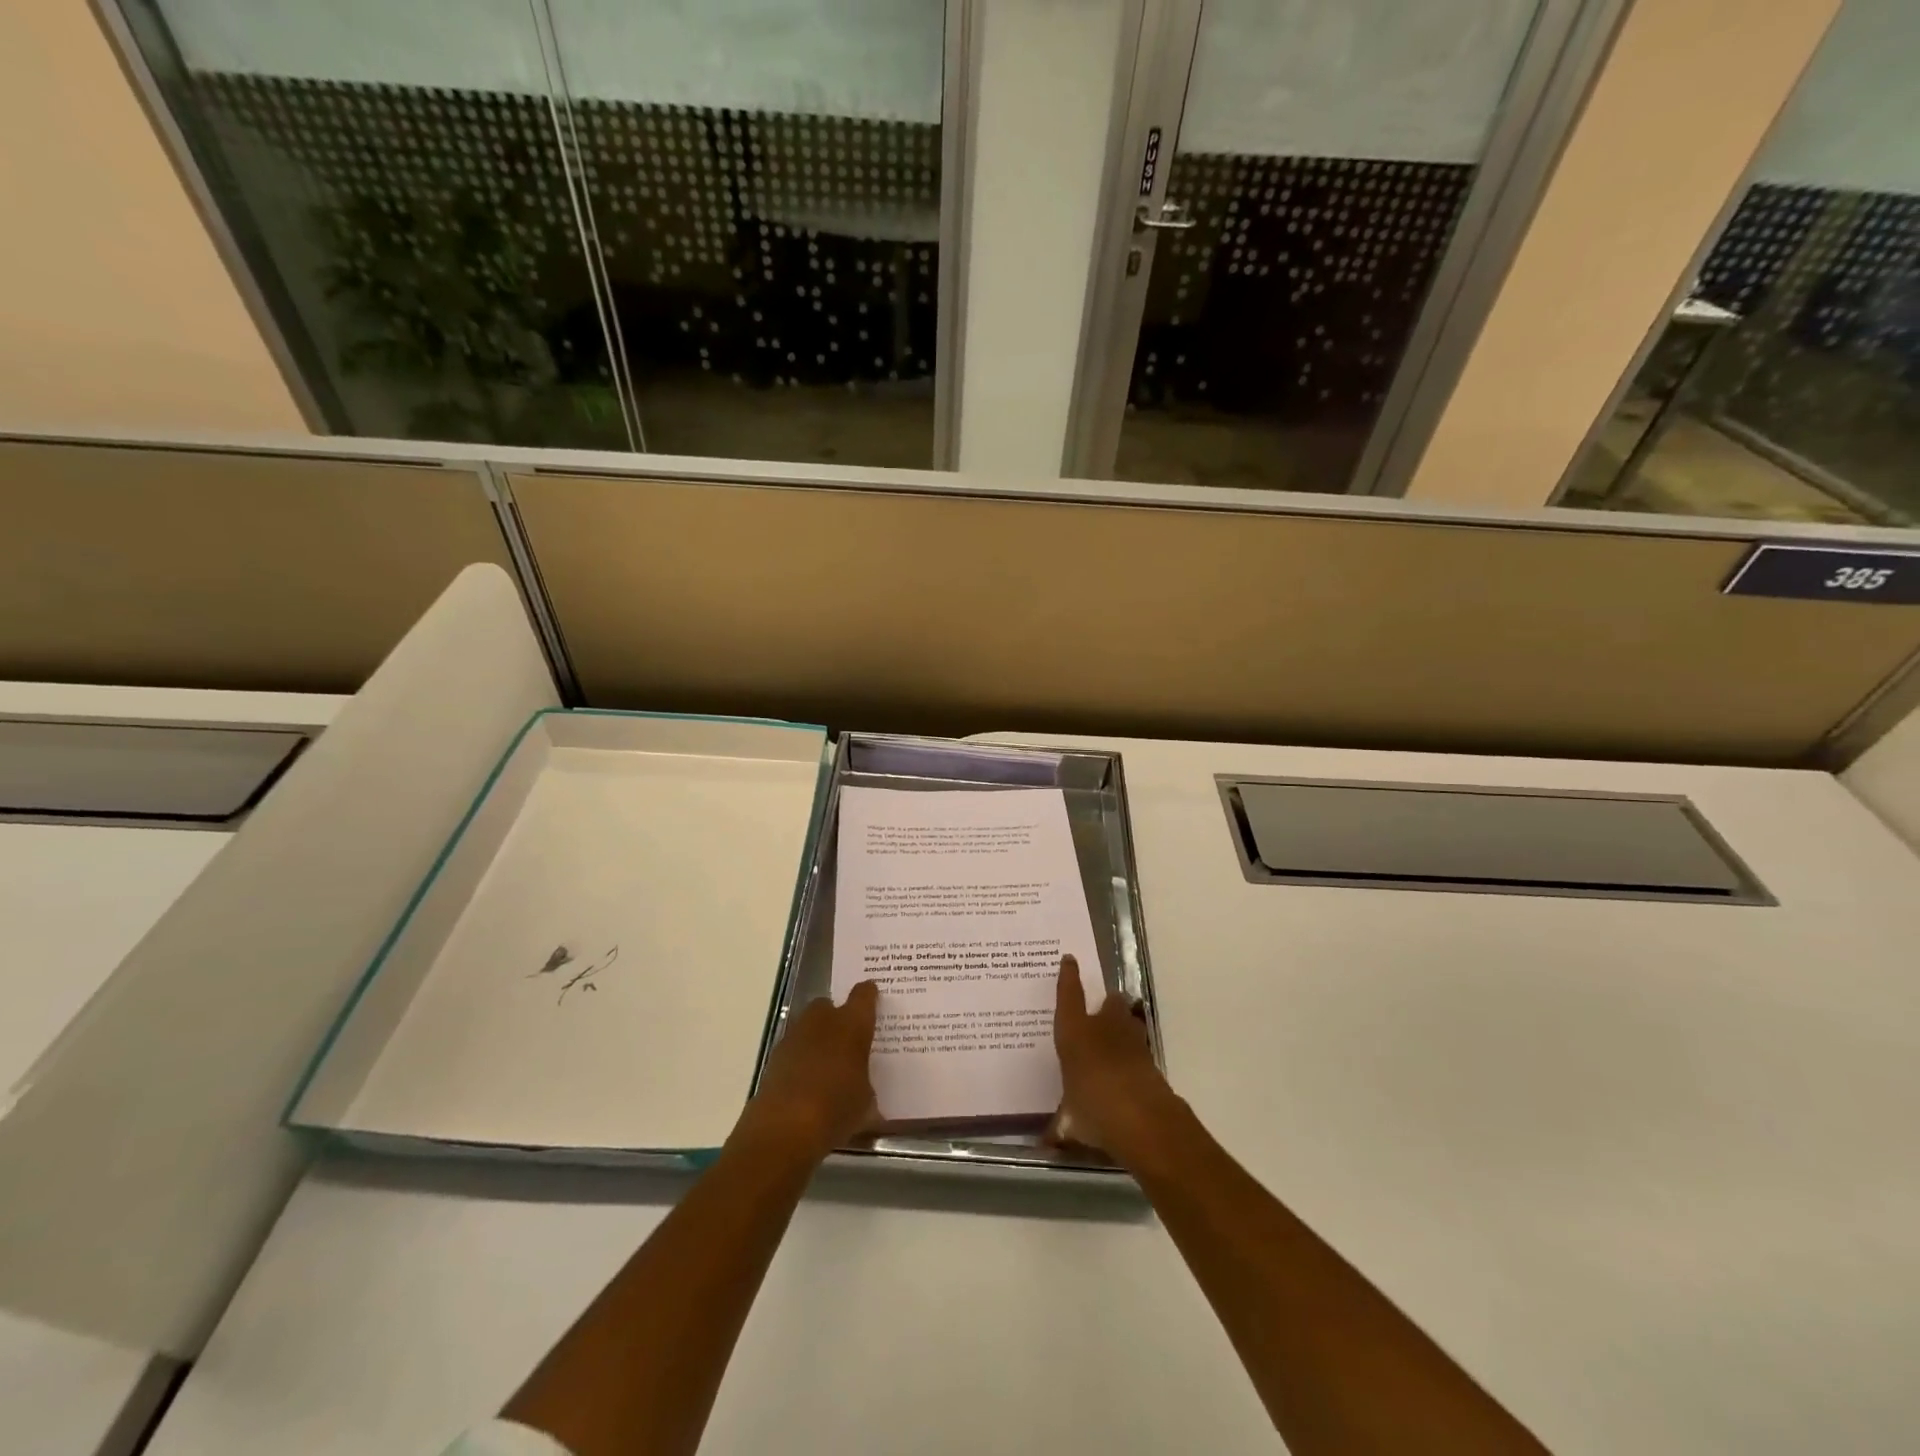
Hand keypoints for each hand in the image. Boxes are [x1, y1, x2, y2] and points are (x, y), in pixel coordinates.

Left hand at [735, 981, 879, 1163]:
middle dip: (837, 1017)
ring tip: (826, 1063)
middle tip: (848, 1038)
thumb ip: (866, 1085)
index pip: (864, 995)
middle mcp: (822, 1021)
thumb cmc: (836, 1109)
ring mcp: (794, 1036)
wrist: (784, 1128)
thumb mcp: (866, 1103)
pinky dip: (800, 1058)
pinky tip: (807, 1081)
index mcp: (852, 1024)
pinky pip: (794, 1048)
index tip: (874, 1000)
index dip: (869, 996)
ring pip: (808, 1025)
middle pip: (829, 1005)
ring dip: (817, 1037)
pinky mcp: (774, 1057)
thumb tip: (863, 1087)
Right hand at [1051, 954, 1176, 1162]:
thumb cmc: (1096, 1110)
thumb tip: (1045, 1145)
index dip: (1068, 976)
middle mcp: (1104, 1028)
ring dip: (1122, 1027)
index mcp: (1075, 1033)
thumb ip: (1058, 1128)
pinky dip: (1132, 1055)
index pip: (1069, 995)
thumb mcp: (1070, 1123)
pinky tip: (1125, 1071)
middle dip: (1105, 1005)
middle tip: (1097, 1016)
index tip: (1070, 960)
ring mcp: (1132, 1041)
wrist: (1146, 1121)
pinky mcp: (1152, 1059)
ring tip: (1113, 1042)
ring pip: (1128, 1021)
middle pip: (1109, 1001)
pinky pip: (1138, 1048)